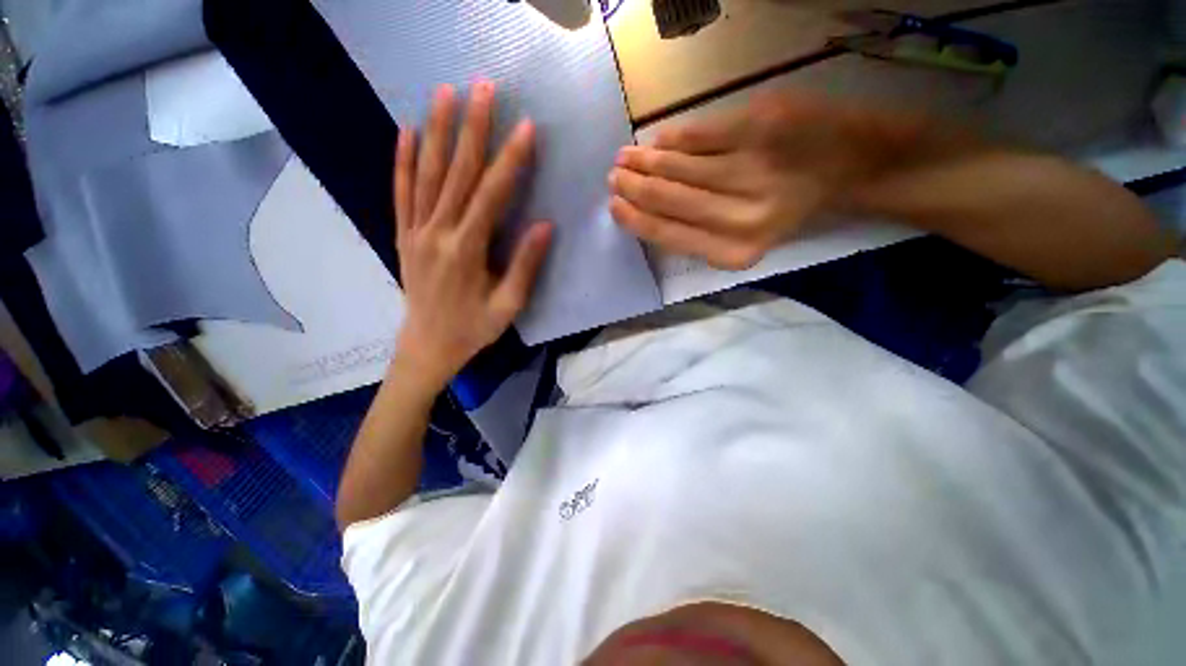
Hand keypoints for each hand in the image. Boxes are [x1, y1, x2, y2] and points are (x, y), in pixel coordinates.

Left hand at [393, 82, 551, 388]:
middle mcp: (437, 232)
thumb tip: (544, 226)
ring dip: (436, 131)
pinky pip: (401, 191)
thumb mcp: (508, 306)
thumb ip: (525, 266)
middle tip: (483, 88)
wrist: (427, 345)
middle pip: (456, 173)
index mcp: (466, 250)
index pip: (491, 196)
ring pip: (426, 173)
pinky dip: (402, 160)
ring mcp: (416, 231)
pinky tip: (405, 131)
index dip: (510, 161)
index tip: (526, 128)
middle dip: (472, 129)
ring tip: (445, 93)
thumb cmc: (473, 329)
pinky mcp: (404, 234)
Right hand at [608, 93, 925, 268]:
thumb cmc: (797, 211)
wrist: (860, 167)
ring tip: (626, 157)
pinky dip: (674, 137)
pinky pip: (701, 133)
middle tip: (614, 176)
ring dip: (645, 160)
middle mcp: (740, 216)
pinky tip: (658, 140)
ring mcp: (751, 168)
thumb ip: (699, 233)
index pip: (666, 233)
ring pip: (678, 165)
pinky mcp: (762, 124)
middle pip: (667, 197)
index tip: (614, 206)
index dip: (635, 219)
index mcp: (734, 250)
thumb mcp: (747, 241)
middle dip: (633, 186)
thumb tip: (649, 211)